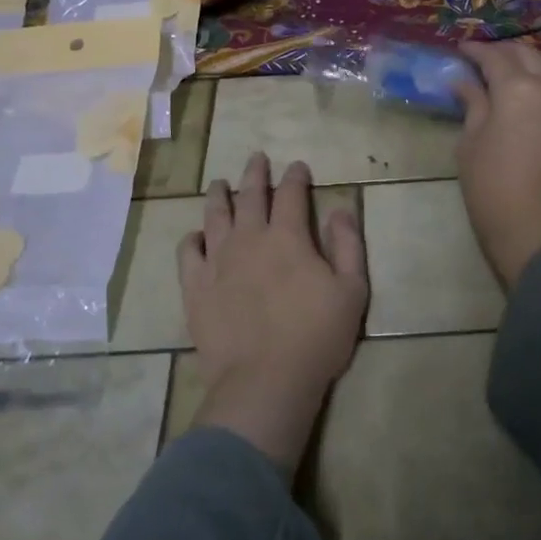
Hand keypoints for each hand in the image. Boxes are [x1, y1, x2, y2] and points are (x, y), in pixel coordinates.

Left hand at [177, 153, 368, 475]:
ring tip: (220, 183)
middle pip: (250, 195)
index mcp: (288, 236)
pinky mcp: (195, 286)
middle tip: (257, 158)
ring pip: (215, 215)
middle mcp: (249, 238)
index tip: (297, 166)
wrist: (264, 381)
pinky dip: (193, 238)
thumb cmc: (316, 337)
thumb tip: (341, 208)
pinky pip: (188, 252)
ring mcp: (217, 261)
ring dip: (220, 195)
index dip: (295, 176)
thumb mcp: (352, 290)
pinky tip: (197, 235)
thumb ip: (348, 244)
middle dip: (256, 173)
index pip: (291, 193)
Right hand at [454, 40, 540, 286]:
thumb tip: (464, 82)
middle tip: (490, 59)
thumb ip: (473, 107)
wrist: (539, 233)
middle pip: (531, 55)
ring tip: (536, 69)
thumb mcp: (471, 146)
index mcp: (516, 89)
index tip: (462, 49)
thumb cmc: (493, 190)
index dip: (476, 50)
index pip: (494, 58)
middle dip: (507, 52)